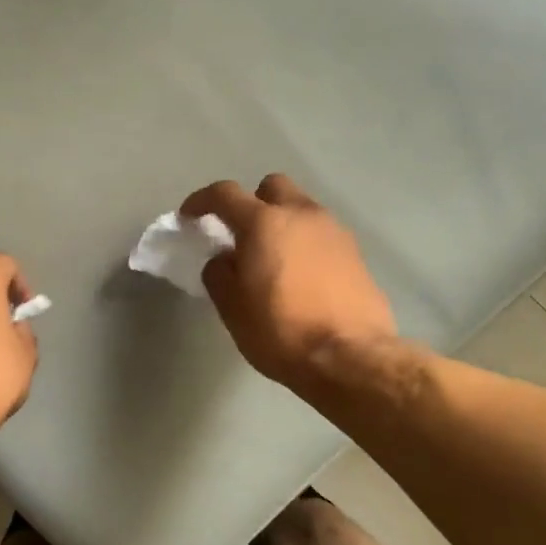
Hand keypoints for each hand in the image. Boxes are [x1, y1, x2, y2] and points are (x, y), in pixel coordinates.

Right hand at [180, 175, 395, 388]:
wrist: (352, 358)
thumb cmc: (281, 331)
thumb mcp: (232, 308)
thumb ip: (219, 273)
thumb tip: (224, 259)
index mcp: (264, 222)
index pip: (224, 194)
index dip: (201, 201)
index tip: (189, 217)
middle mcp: (301, 214)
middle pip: (272, 187)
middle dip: (252, 202)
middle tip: (241, 234)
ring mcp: (334, 231)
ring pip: (300, 209)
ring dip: (282, 223)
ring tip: (272, 259)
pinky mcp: (356, 253)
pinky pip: (321, 234)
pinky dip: (304, 243)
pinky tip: (301, 276)